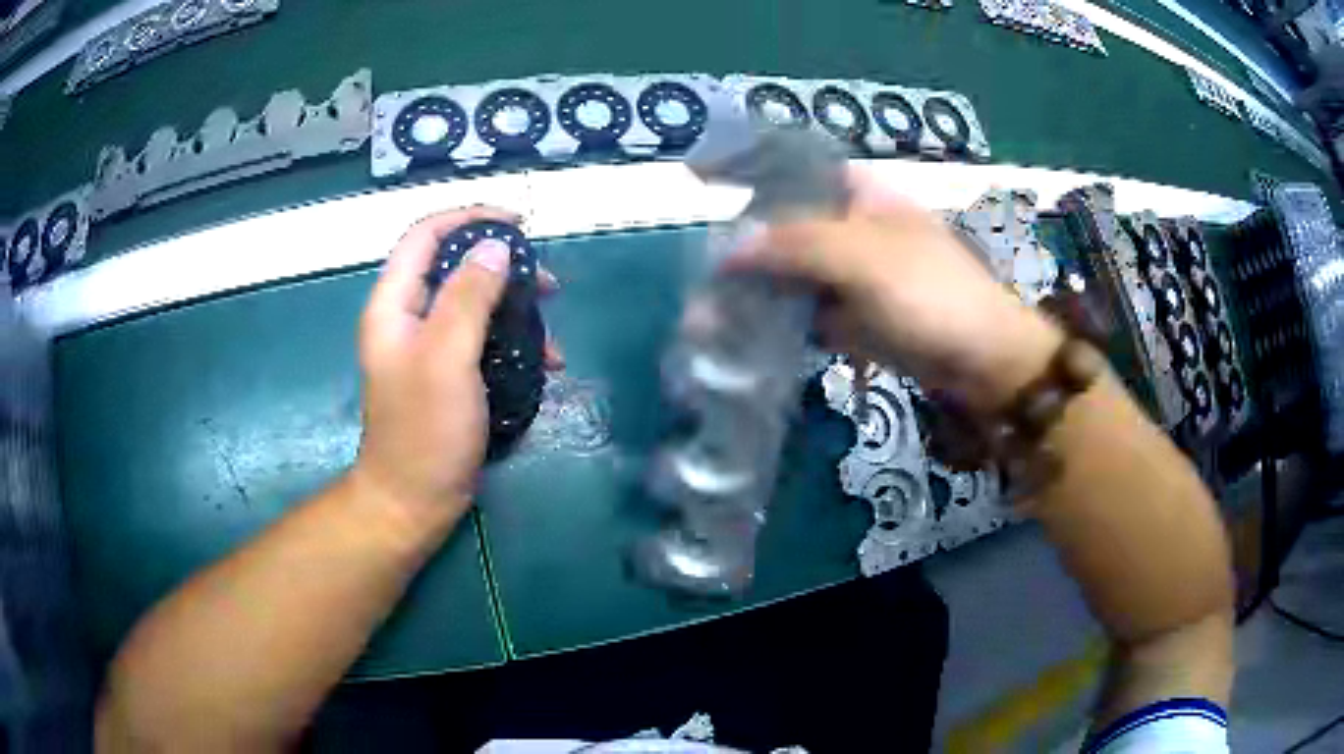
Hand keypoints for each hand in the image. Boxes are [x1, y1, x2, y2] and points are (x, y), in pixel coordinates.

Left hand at [350, 207, 560, 521]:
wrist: (413, 500)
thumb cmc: (425, 430)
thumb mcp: (446, 358)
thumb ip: (467, 297)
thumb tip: (495, 247)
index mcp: (394, 304)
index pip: (425, 235)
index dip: (469, 219)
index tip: (518, 225)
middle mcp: (409, 318)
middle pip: (454, 266)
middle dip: (502, 267)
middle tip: (547, 282)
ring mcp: (429, 348)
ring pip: (474, 303)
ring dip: (515, 308)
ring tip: (551, 329)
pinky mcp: (449, 374)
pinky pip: (483, 340)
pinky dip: (513, 342)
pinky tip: (545, 364)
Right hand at [729, 170, 1062, 412]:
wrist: (982, 361)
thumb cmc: (931, 293)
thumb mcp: (864, 257)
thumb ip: (795, 244)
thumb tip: (730, 251)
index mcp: (860, 194)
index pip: (795, 171)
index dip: (750, 173)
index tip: (705, 186)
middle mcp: (852, 226)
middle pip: (786, 226)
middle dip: (743, 248)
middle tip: (700, 274)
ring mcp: (853, 274)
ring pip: (793, 273)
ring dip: (755, 292)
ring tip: (708, 316)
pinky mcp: (854, 317)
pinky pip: (807, 312)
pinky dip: (779, 323)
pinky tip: (743, 337)